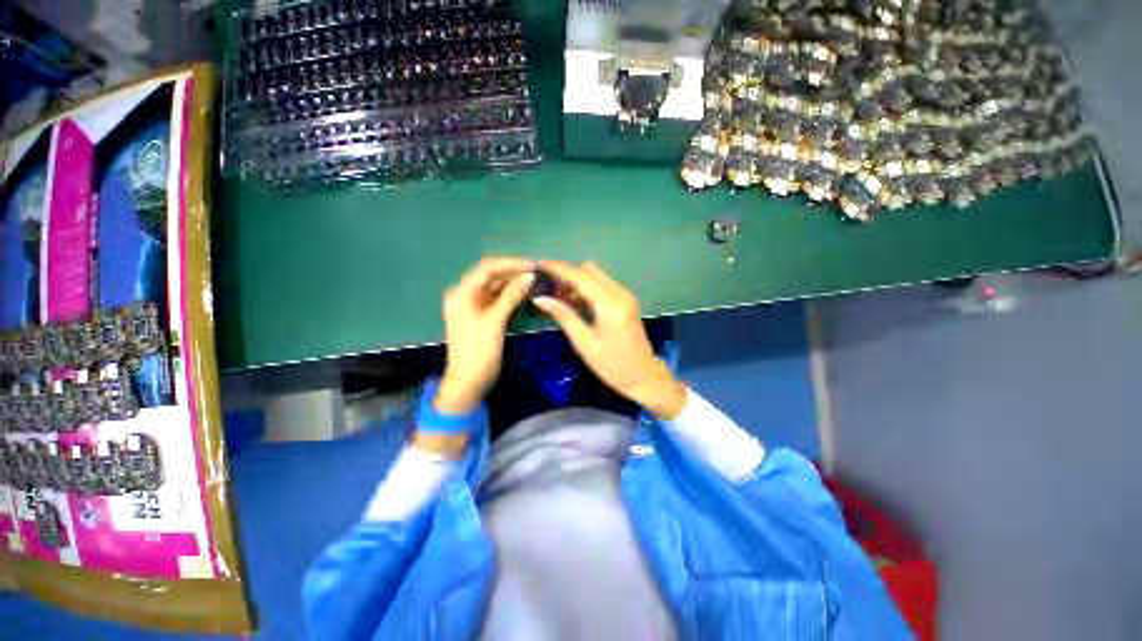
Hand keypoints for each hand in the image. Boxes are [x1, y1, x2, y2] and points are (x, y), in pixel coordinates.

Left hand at [435, 257, 533, 415]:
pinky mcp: (481, 315)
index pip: (487, 269)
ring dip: (512, 283)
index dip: (510, 264)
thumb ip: (511, 296)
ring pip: (494, 287)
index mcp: (461, 293)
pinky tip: (525, 294)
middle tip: (536, 272)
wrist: (469, 382)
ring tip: (534, 281)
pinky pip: (496, 299)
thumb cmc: (479, 351)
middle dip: (512, 272)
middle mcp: (465, 295)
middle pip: (490, 276)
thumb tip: (529, 276)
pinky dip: (510, 295)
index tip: (532, 265)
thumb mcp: (495, 322)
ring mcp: (472, 306)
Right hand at [534, 261, 686, 419]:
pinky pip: (603, 285)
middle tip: (549, 288)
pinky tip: (575, 302)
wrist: (644, 376)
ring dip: (577, 281)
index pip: (581, 277)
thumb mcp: (585, 343)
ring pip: (596, 276)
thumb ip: (564, 316)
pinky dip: (587, 288)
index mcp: (610, 305)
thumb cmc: (612, 366)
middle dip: (568, 274)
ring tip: (559, 297)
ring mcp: (626, 295)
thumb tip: (541, 299)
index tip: (540, 264)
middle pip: (590, 270)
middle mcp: (620, 293)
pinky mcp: (626, 300)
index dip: (559, 268)